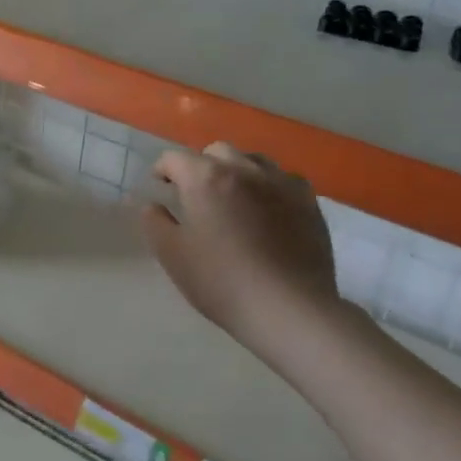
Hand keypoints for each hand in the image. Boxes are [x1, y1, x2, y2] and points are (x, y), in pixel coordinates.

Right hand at [141, 142, 344, 350]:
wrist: (288, 309)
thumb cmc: (221, 281)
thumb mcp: (172, 255)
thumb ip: (154, 222)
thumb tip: (152, 205)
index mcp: (205, 178)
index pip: (175, 158)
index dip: (162, 170)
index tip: (160, 188)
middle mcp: (244, 169)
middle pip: (216, 152)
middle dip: (200, 166)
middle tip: (196, 195)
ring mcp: (281, 182)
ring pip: (252, 160)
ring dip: (236, 171)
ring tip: (233, 199)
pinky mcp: (308, 202)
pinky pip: (283, 180)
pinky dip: (269, 187)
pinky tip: (268, 210)